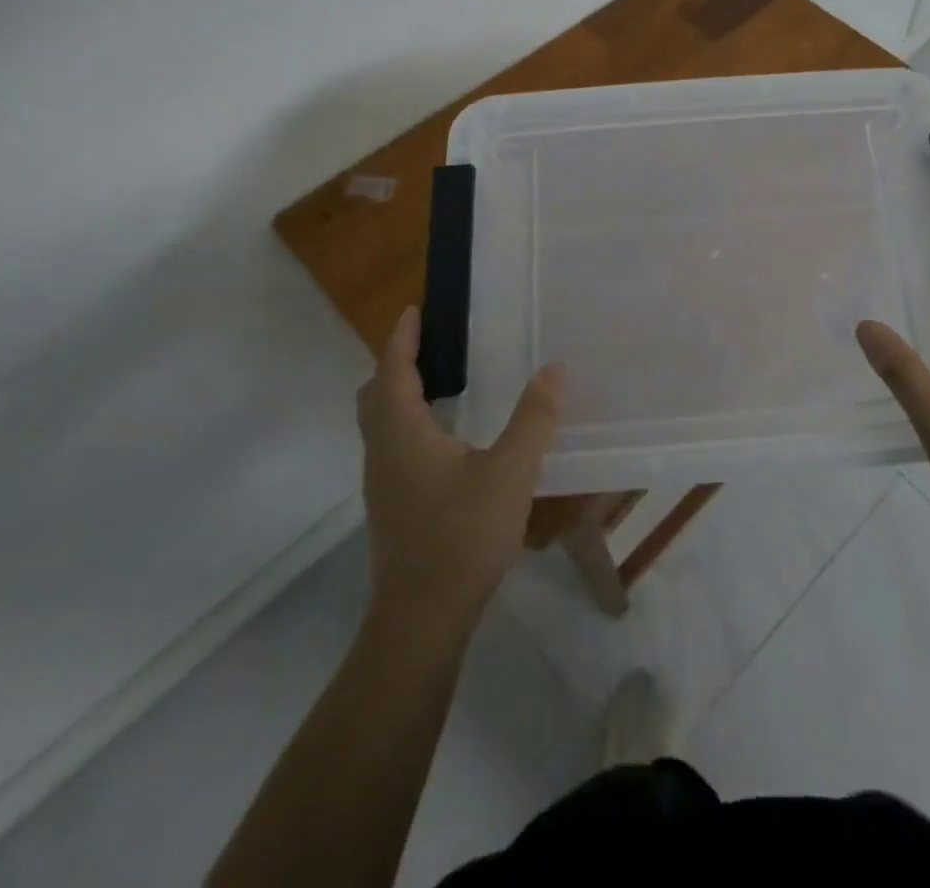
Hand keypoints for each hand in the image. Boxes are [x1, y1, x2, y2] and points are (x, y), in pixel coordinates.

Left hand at [357, 306, 562, 626]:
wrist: (421, 619)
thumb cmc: (462, 535)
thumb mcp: (510, 471)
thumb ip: (534, 418)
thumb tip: (554, 369)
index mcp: (402, 433)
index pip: (394, 369)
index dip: (403, 337)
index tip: (415, 310)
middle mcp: (383, 452)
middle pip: (376, 395)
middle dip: (397, 363)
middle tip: (431, 344)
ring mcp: (383, 483)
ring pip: (380, 424)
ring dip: (400, 394)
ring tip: (441, 383)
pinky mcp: (392, 507)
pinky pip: (392, 446)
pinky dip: (409, 423)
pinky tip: (446, 439)